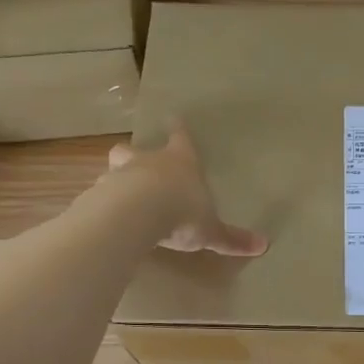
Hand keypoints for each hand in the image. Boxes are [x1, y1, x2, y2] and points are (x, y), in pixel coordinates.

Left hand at [107, 121, 267, 256]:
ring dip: (116, 180)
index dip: (179, 131)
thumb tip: (264, 245)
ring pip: (113, 170)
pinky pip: (100, 197)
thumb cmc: (182, 213)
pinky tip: (107, 220)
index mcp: (180, 162)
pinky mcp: (99, 195)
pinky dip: (103, 205)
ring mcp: (119, 175)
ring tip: (119, 196)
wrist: (137, 215)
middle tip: (135, 162)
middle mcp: (147, 162)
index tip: (174, 119)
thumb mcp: (211, 230)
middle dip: (134, 154)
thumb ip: (232, 238)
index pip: (181, 139)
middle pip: (134, 149)